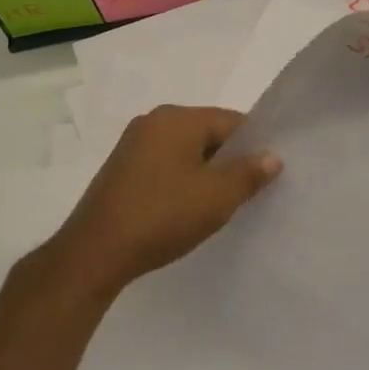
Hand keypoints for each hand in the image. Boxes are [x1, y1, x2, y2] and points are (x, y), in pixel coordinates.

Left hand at [46, 105, 280, 296]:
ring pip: (185, 151)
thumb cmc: (163, 216)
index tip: (268, 174)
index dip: (255, 145)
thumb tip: (271, 156)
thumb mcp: (217, 197)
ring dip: (205, 173)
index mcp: (177, 118)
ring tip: (219, 204)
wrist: (96, 251)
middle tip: (248, 192)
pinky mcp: (121, 169)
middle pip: (207, 133)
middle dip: (229, 160)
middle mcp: (153, 121)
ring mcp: (132, 145)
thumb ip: (249, 173)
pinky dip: (181, 180)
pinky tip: (187, 208)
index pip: (231, 121)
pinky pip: (164, 165)